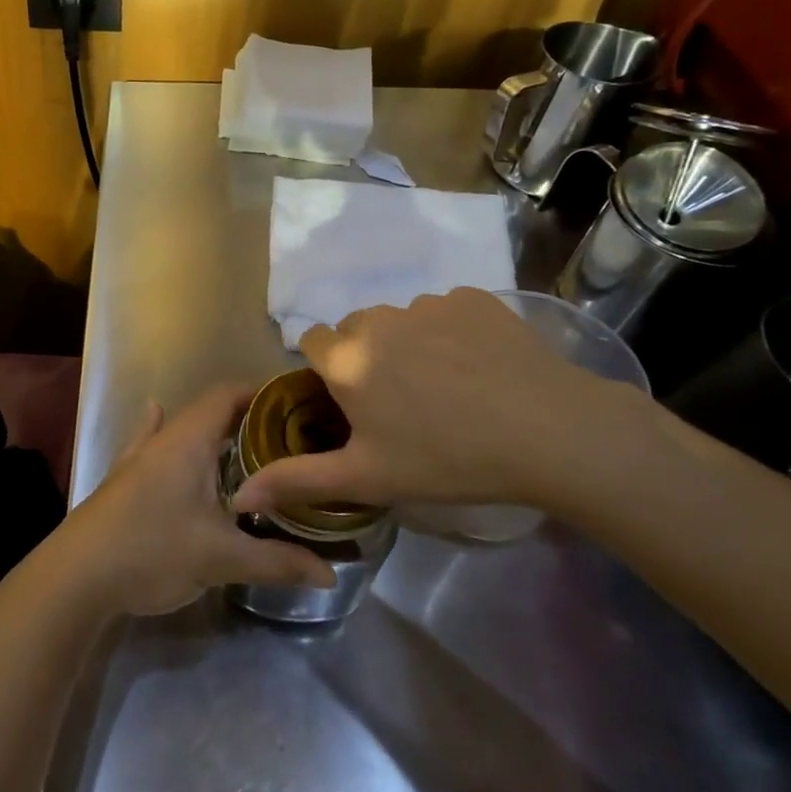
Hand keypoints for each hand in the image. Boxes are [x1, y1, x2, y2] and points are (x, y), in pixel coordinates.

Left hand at [57, 383, 335, 616]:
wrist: (76, 575)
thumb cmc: (152, 550)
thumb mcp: (220, 557)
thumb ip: (277, 561)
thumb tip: (331, 574)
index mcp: (188, 439)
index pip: (228, 394)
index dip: (263, 395)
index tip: (298, 410)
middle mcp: (163, 438)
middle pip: (210, 413)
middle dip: (248, 423)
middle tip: (289, 445)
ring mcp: (139, 458)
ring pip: (184, 432)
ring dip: (215, 438)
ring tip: (250, 453)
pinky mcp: (125, 481)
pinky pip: (155, 447)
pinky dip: (172, 441)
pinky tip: (159, 421)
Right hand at [229, 288, 654, 516]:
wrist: (550, 432)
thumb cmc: (448, 459)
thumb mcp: (369, 478)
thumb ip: (299, 481)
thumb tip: (240, 493)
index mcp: (347, 359)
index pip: (313, 341)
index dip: (328, 369)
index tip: (354, 400)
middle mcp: (378, 319)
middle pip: (357, 330)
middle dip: (369, 357)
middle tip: (404, 402)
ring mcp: (427, 303)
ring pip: (402, 320)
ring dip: (410, 344)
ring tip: (449, 387)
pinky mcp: (472, 298)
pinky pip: (445, 312)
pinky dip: (453, 333)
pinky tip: (481, 368)